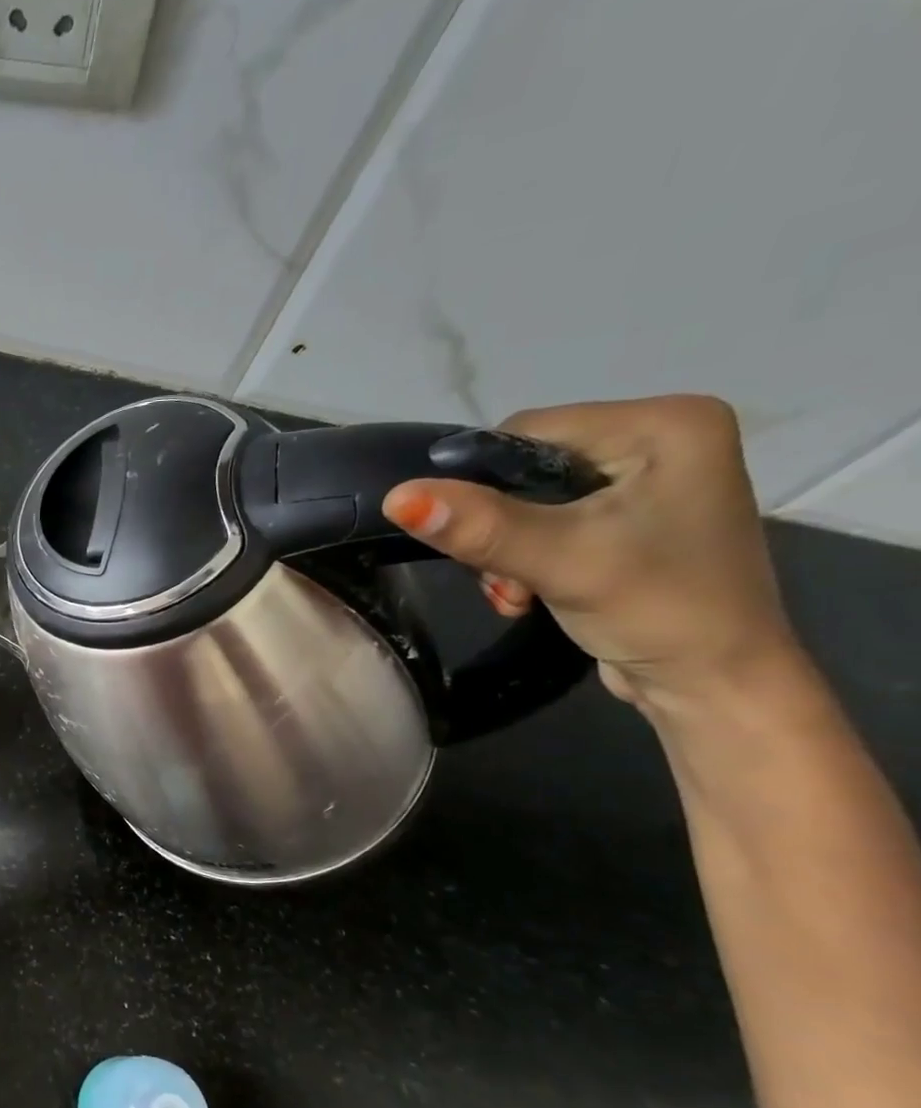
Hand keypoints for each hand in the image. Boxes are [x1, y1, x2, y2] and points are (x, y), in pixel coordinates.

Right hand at [381, 395, 804, 715]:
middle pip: (525, 468)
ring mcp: (648, 480)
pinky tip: (528, 592)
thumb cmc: (657, 611)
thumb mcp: (561, 561)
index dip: (482, 485)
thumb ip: (480, 527)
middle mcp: (661, 438)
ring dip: (504, 551)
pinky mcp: (631, 518)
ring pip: (527, 500)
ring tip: (517, 593)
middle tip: (502, 580)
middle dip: (495, 528)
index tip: (476, 543)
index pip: (528, 432)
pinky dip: (524, 558)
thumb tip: (396, 497)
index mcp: (665, 422)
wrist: (713, 684)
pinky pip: (548, 522)